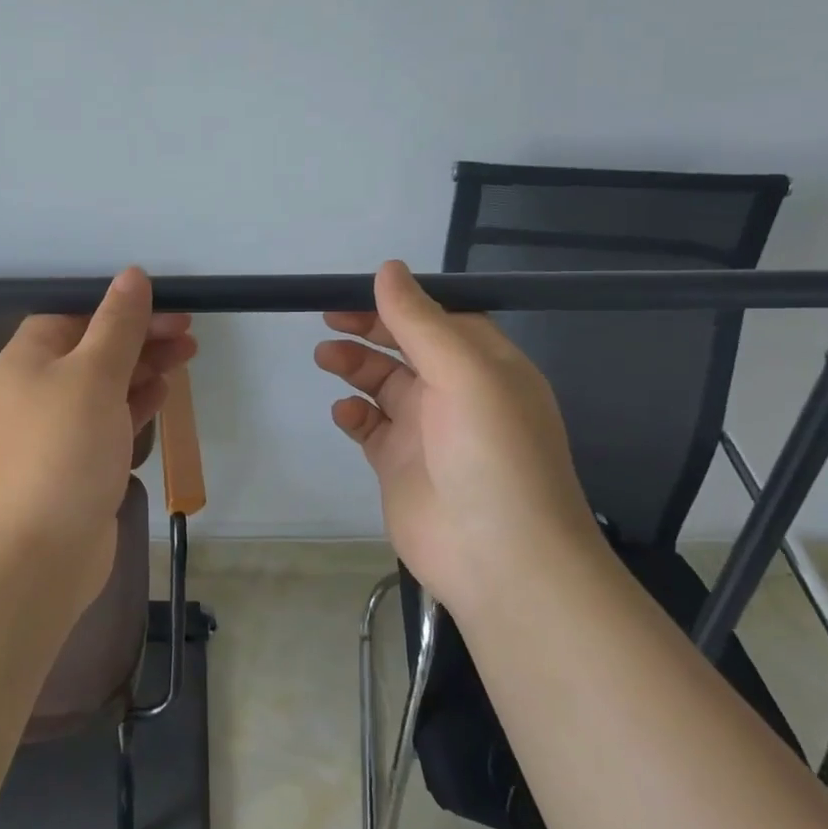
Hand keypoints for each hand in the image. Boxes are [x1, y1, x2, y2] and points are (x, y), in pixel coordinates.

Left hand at [0, 268, 196, 609]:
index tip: (168, 304)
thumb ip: (116, 324)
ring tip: (189, 355)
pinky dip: (136, 404)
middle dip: (141, 335)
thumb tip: (132, 275)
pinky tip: (164, 393)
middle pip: (95, 346)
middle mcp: (39, 387)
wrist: (33, 556)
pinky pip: (110, 419)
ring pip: (107, 383)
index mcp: (30, 357)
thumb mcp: (92, 375)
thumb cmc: (61, 451)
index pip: (76, 312)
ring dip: (145, 366)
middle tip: (189, 332)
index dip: (121, 305)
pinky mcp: (79, 462)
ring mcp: (59, 428)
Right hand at [314, 260, 598, 614]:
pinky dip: (353, 413)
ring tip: (326, 356)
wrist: (501, 560)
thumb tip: (388, 269)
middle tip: (329, 317)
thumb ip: (420, 321)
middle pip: (406, 346)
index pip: (439, 318)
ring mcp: (427, 430)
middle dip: (369, 328)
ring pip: (383, 383)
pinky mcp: (399, 464)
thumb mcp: (464, 374)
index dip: (400, 302)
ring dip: (355, 365)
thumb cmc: (492, 454)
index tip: (357, 291)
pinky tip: (343, 412)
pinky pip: (370, 427)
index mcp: (485, 365)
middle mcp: (457, 393)